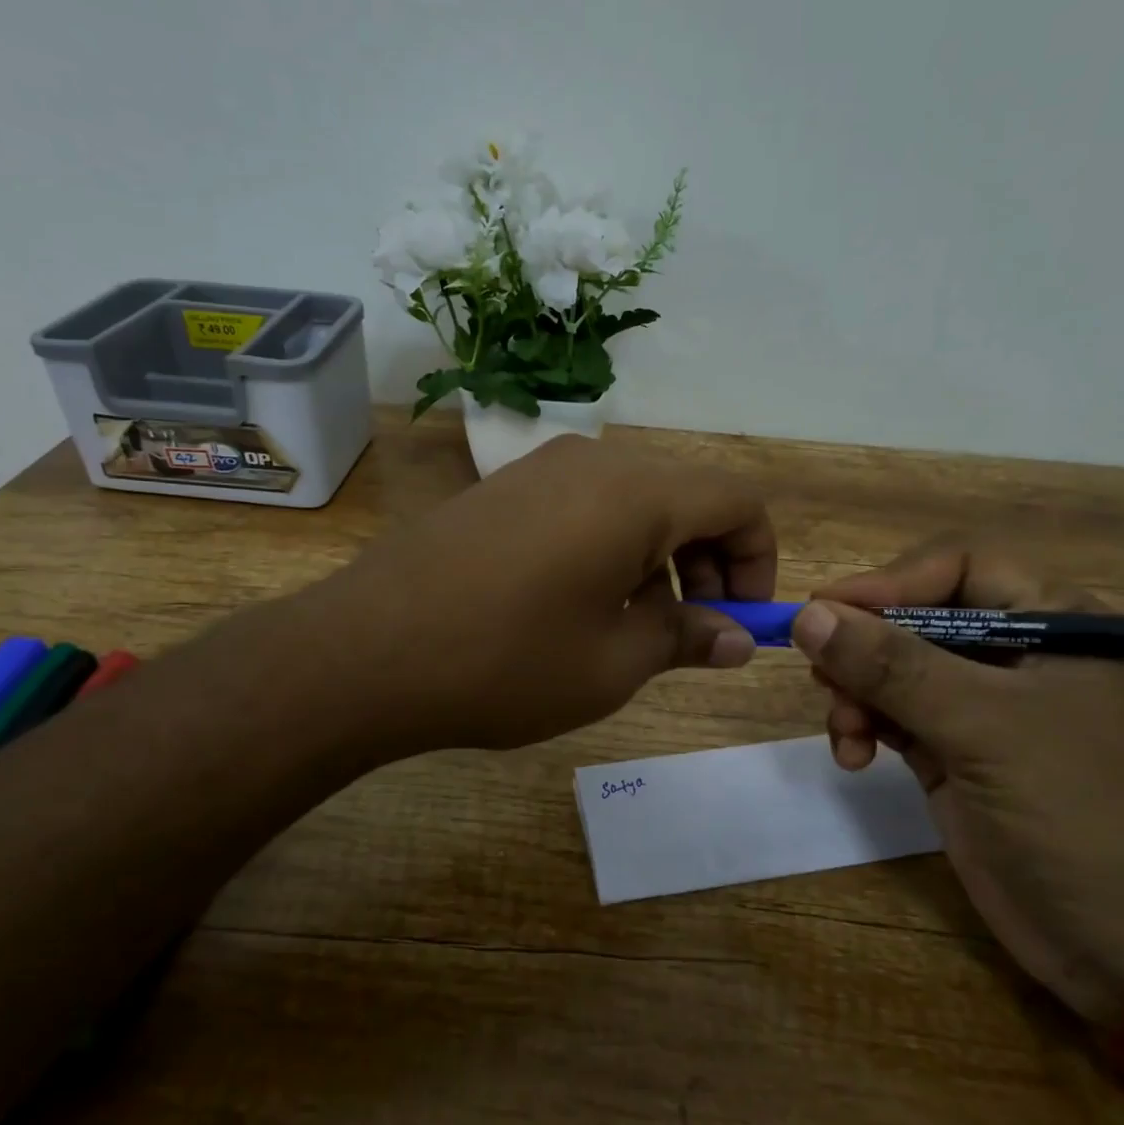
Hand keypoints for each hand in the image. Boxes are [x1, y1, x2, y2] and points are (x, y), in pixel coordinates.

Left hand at [298, 434, 775, 753]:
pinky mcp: (503, 489)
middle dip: (709, 562)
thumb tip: (737, 638)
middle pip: (687, 496)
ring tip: (633, 627)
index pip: (738, 500)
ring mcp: (540, 468)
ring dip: (659, 558)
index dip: (758, 560)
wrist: (365, 651)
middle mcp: (594, 461)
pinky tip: (577, 604)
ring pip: (635, 501)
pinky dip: (610, 547)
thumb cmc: (506, 662)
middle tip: (692, 632)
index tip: (741, 620)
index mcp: (637, 493)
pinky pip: (584, 505)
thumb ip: (686, 638)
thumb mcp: (613, 663)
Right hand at [794, 541, 1123, 1024]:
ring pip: (893, 670)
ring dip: (856, 692)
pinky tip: (852, 756)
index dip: (888, 583)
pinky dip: (863, 727)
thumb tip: (808, 615)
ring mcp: (984, 710)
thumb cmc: (1085, 815)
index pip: (957, 569)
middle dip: (863, 648)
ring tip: (845, 733)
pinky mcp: (956, 755)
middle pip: (915, 619)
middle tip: (822, 679)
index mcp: (1055, 623)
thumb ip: (893, 667)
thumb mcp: (987, 729)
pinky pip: (892, 717)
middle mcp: (1017, 656)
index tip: (824, 611)